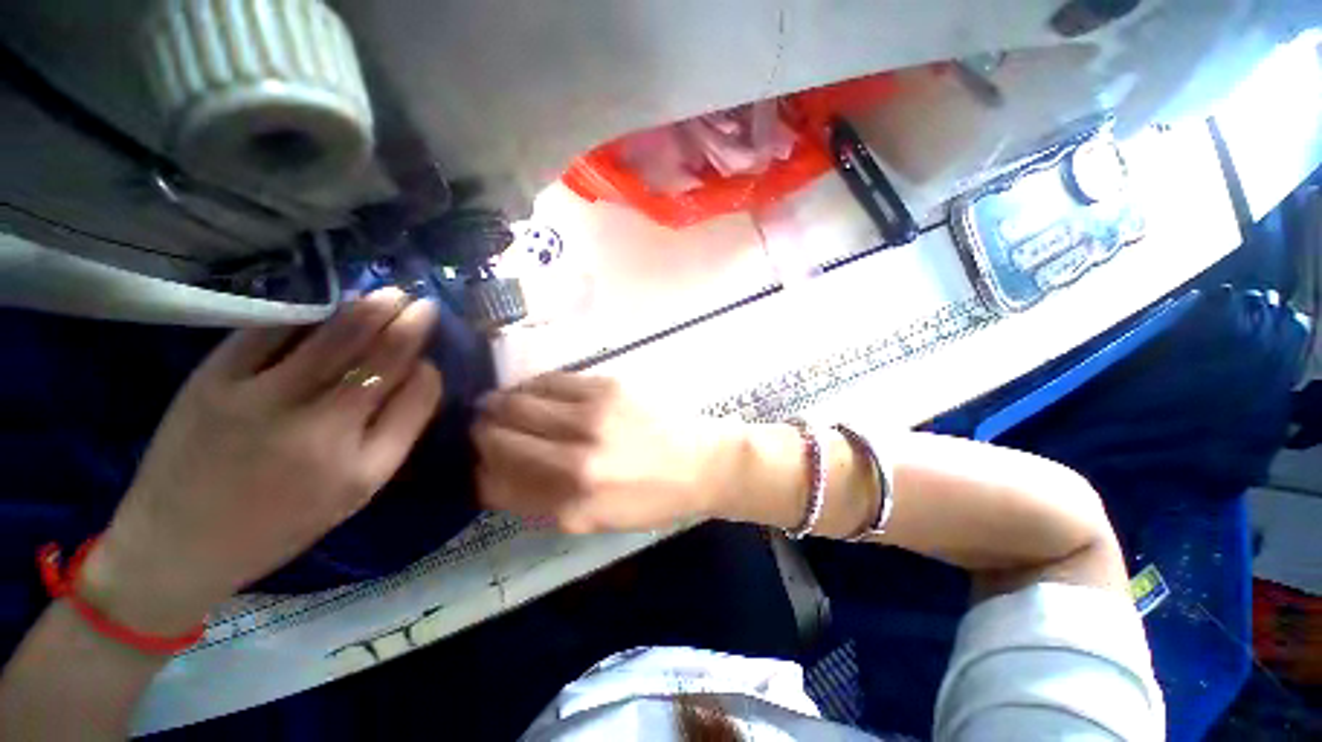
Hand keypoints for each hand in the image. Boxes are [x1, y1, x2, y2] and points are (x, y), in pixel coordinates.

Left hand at [80, 289, 442, 633]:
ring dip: (368, 311)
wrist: (178, 543)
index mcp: (357, 465)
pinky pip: (273, 332)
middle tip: (423, 304)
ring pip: (330, 338)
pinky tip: (328, 304)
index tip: (432, 353)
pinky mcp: (213, 379)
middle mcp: (315, 428)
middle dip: (407, 326)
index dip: (428, 369)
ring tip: (390, 296)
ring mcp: (259, 398)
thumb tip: (419, 373)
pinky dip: (308, 313)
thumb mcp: (355, 490)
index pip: (414, 398)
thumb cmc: (281, 522)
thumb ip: (396, 430)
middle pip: (377, 359)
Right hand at [473, 373, 739, 533]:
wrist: (700, 462)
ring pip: (516, 402)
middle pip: (497, 437)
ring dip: (498, 405)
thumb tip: (493, 477)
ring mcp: (590, 417)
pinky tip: (531, 392)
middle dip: (479, 432)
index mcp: (570, 504)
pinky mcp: (606, 387)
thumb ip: (541, 503)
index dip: (476, 470)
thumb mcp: (594, 520)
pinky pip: (549, 381)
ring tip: (499, 406)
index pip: (494, 482)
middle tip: (480, 428)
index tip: (474, 462)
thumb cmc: (650, 498)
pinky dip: (530, 386)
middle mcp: (574, 460)